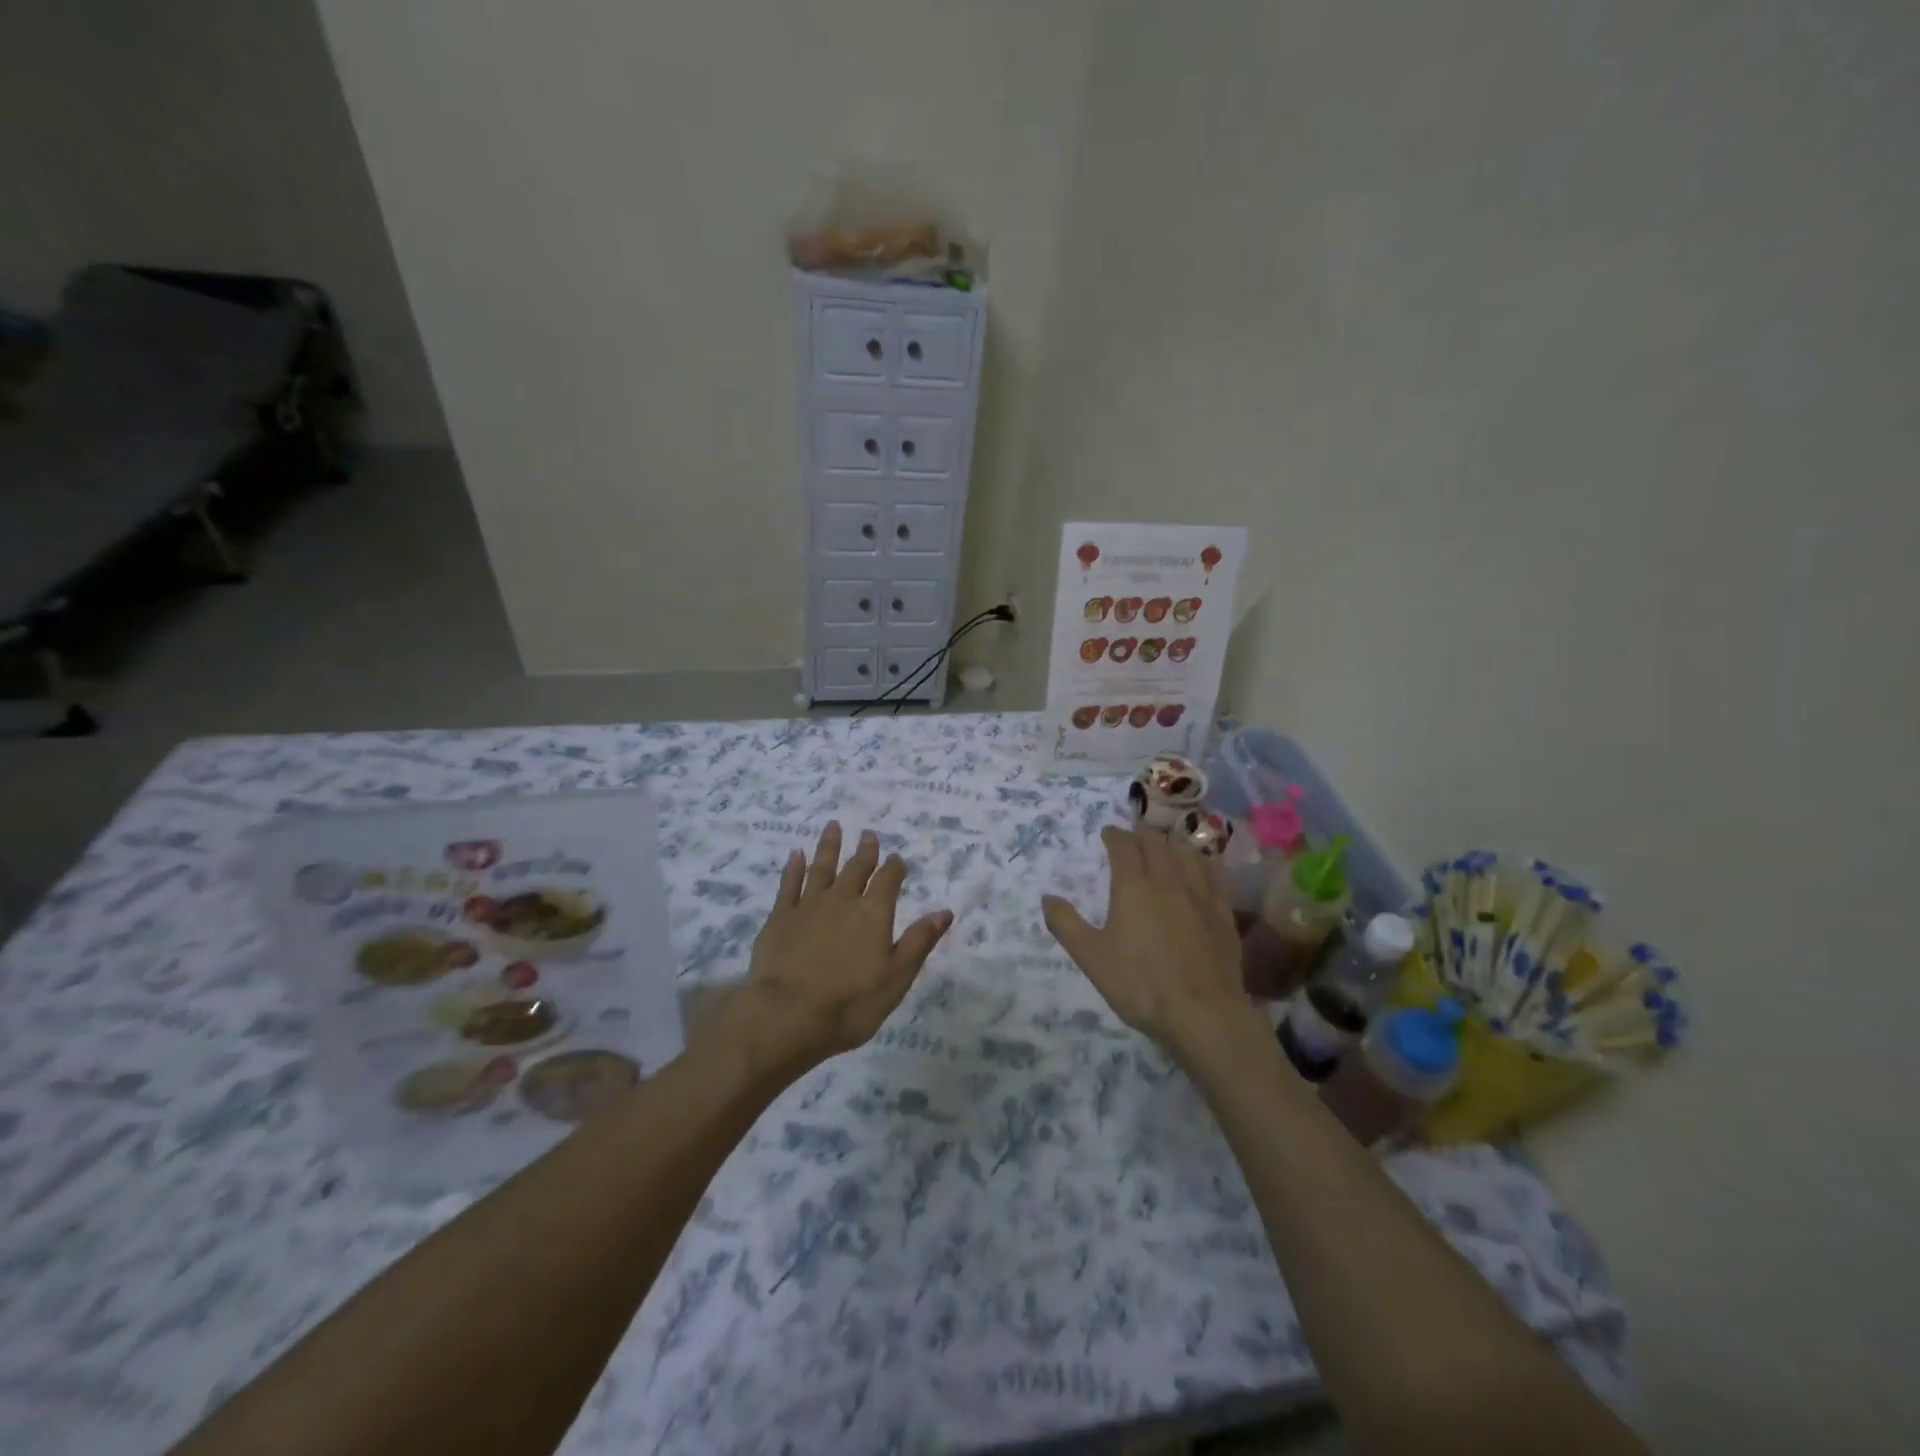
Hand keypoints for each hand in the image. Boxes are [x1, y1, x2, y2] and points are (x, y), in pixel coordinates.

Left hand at [714, 822, 951, 1082]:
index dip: (894, 868)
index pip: (888, 881)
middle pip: (856, 869)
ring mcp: (808, 906)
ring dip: (829, 846)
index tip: (897, 858)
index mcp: (873, 914)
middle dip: (865, 851)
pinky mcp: (779, 917)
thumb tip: (945, 911)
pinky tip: (796, 854)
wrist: (788, 1015)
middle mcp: (842, 901)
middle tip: (868, 834)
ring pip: (821, 868)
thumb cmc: (851, 1003)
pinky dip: (794, 868)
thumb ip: (919, 941)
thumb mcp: (896, 978)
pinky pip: (789, 884)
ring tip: (833, 826)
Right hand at [1043, 826, 1264, 1062]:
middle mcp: (1168, 878)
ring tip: (1165, 846)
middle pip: (1156, 842)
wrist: (1202, 1013)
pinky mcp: (1223, 911)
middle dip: (1141, 834)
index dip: (1114, 835)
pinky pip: (1213, 872)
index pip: (1123, 845)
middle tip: (1133, 837)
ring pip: (1187, 851)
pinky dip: (1200, 861)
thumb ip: (1066, 924)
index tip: (1107, 833)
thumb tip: (1047, 898)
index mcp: (1133, 885)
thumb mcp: (1091, 957)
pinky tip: (1199, 868)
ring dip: (1171, 843)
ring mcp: (1200, 893)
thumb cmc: (1140, 984)